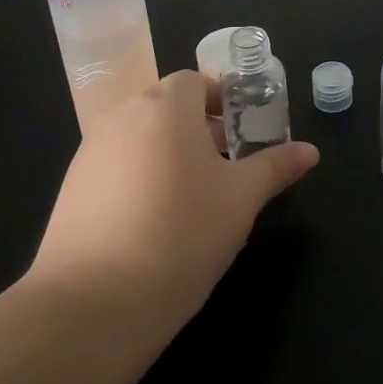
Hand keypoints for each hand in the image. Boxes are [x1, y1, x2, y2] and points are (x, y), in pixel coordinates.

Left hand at [28, 71, 319, 333]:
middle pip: (165, 106)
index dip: (222, 99)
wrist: (93, 301)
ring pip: (140, 136)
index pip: (194, 81)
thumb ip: (275, 167)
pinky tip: (154, 220)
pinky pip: (116, 165)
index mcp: (165, 108)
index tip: (243, 130)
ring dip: (168, 150)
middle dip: (198, 126)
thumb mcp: (241, 200)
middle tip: (227, 163)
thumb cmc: (181, 234)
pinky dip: (139, 176)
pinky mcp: (72, 188)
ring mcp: (91, 152)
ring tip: (194, 196)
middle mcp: (122, 118)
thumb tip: (310, 151)